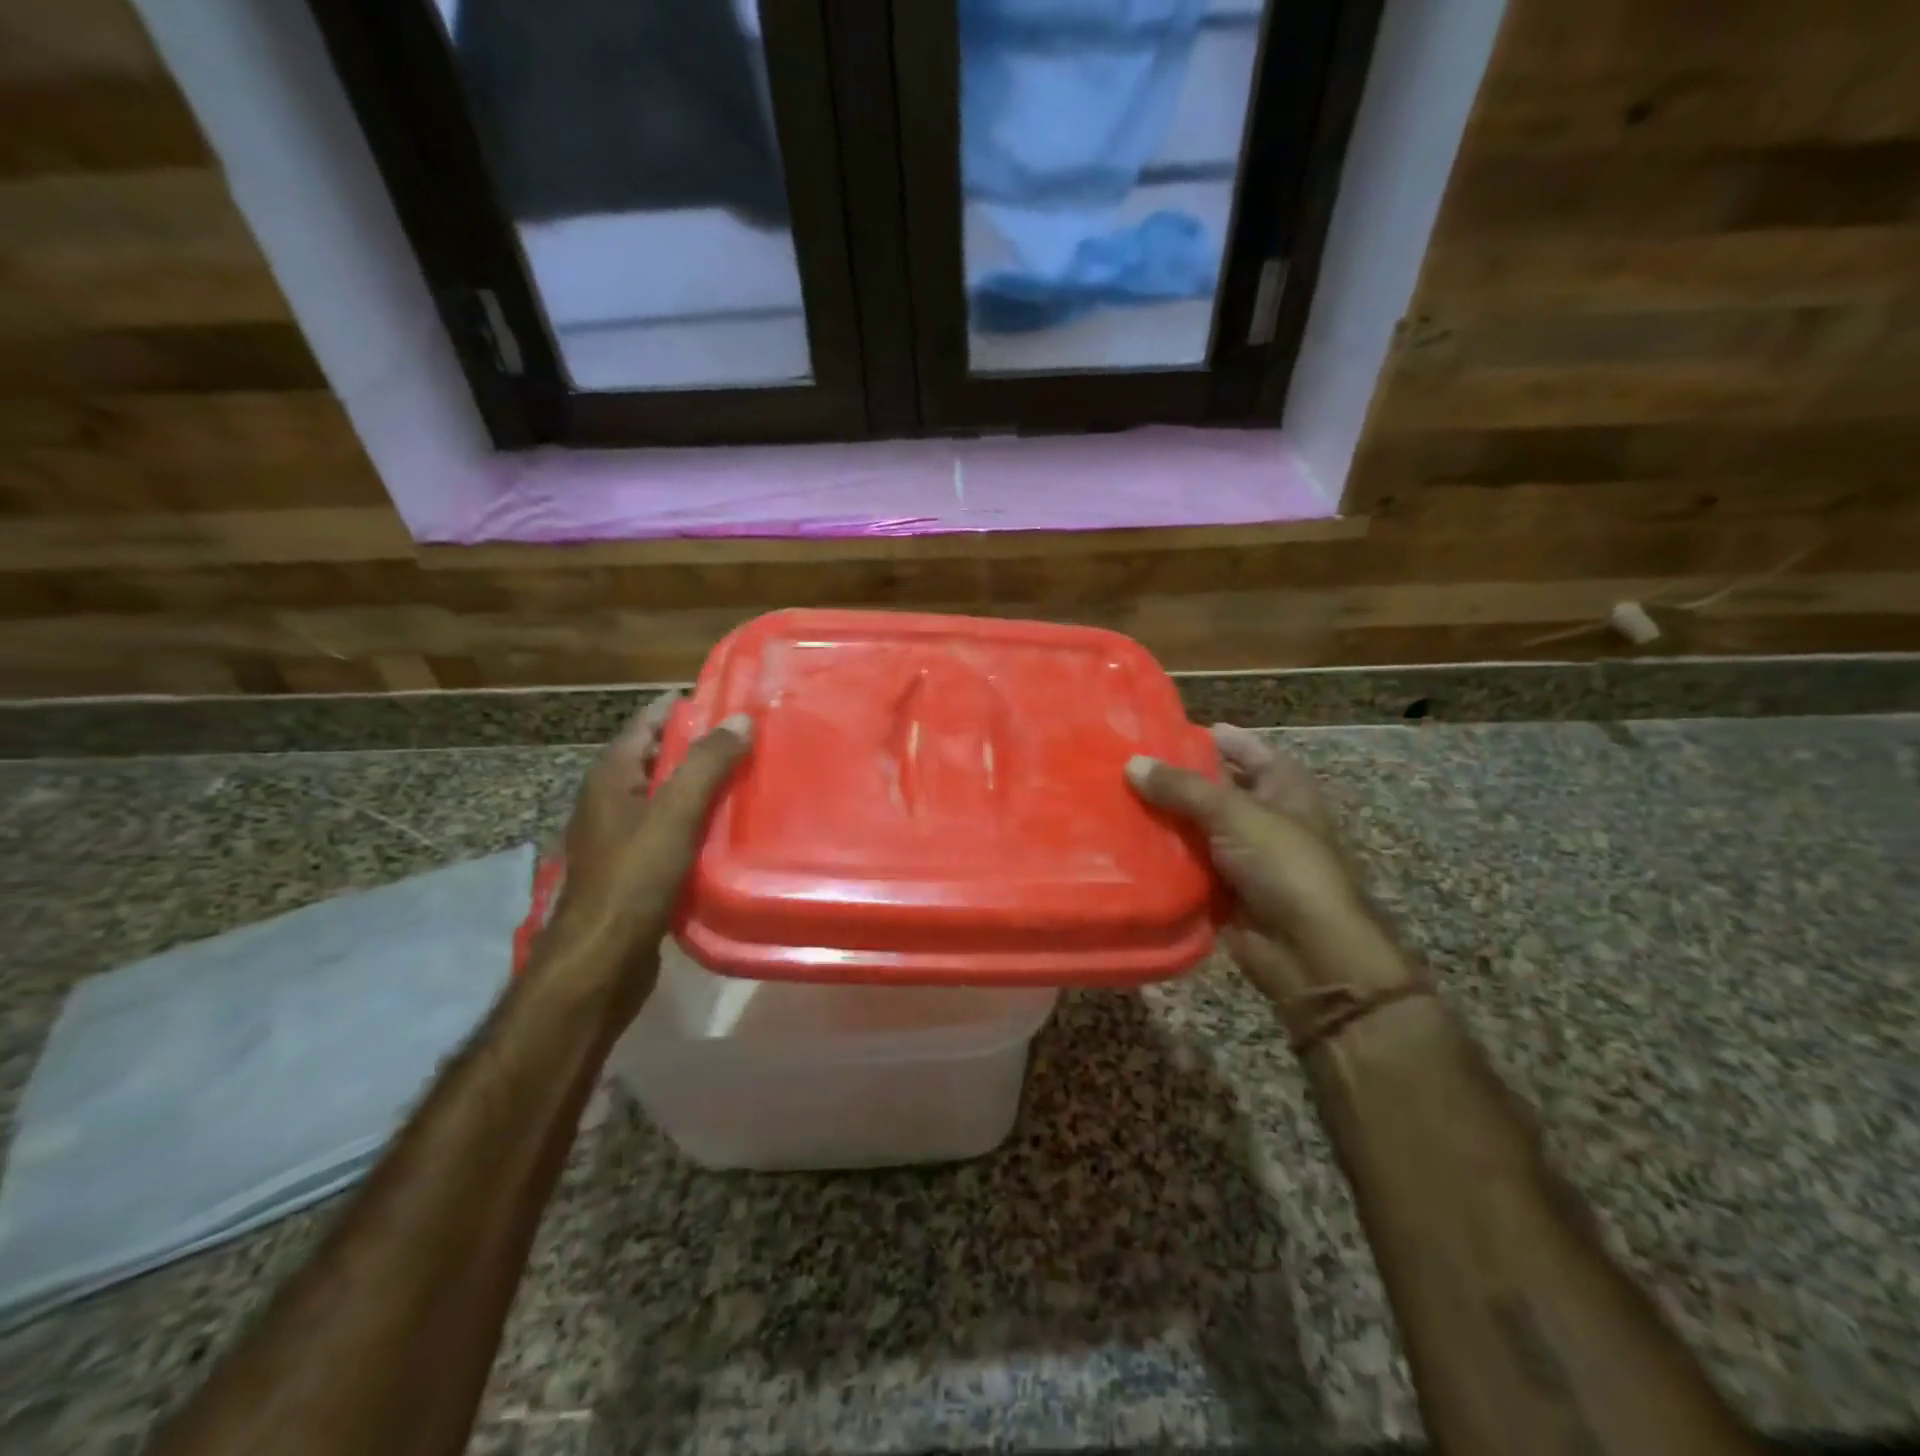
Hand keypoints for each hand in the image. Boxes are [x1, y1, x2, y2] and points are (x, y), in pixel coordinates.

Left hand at [547, 693, 752, 1014]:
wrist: (601, 962)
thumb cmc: (633, 880)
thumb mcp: (674, 815)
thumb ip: (707, 765)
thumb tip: (741, 719)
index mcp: (611, 778)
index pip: (645, 724)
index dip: (681, 707)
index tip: (727, 697)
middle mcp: (610, 801)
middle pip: (657, 758)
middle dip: (697, 745)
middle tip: (749, 737)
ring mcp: (619, 837)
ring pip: (666, 796)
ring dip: (700, 785)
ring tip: (748, 776)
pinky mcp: (634, 869)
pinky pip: (671, 830)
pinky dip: (697, 820)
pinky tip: (729, 828)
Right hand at [1126, 724, 1408, 1006]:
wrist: (1307, 951)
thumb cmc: (1284, 866)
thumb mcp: (1235, 814)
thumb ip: (1182, 788)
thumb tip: (1132, 764)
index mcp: (1282, 788)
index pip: (1244, 750)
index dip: (1210, 738)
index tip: (1163, 728)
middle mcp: (1263, 816)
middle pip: (1213, 789)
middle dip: (1174, 779)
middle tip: (1123, 763)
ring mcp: (1242, 854)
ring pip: (1194, 827)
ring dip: (1162, 818)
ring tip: (1112, 797)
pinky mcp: (1222, 888)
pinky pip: (1186, 863)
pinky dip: (1162, 856)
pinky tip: (1123, 841)